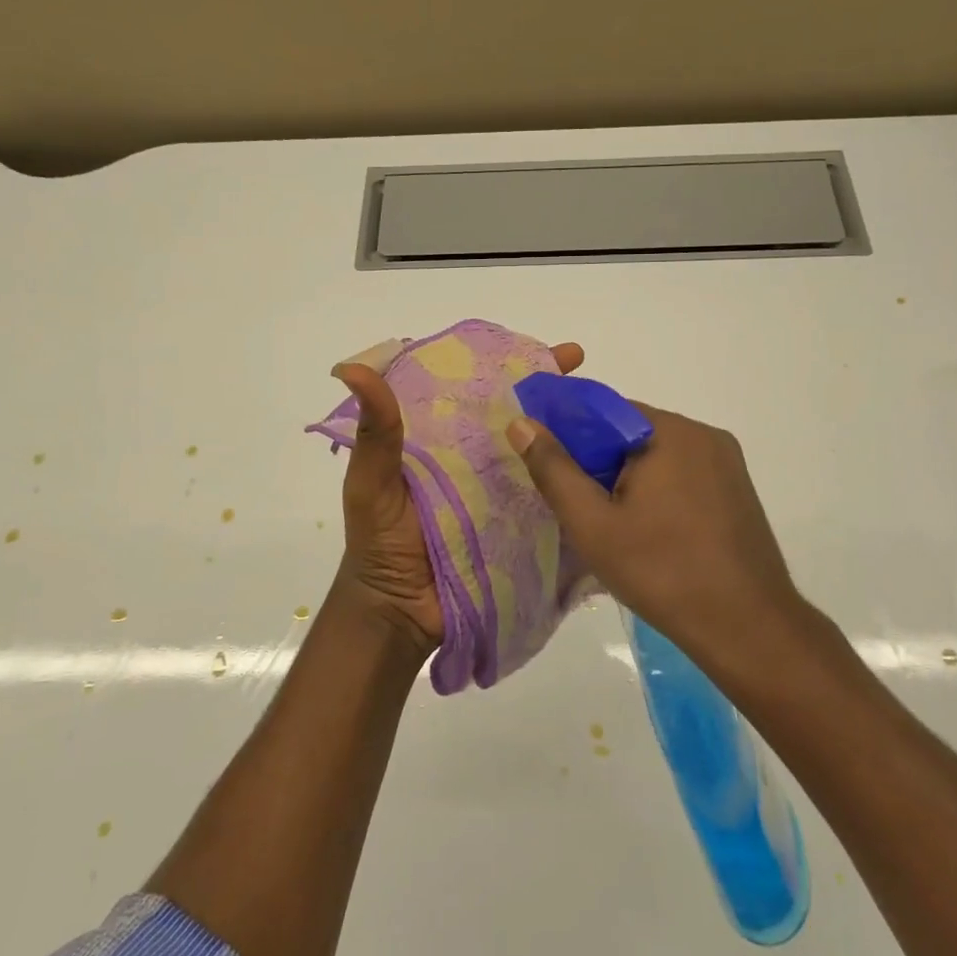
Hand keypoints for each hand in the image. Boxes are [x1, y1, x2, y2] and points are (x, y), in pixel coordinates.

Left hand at [332, 341, 585, 649]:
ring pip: (536, 448)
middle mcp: (474, 456)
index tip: (525, 343)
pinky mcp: (518, 523)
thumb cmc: (379, 541)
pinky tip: (603, 462)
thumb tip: (353, 369)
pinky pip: (548, 493)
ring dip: (566, 427)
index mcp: (439, 437)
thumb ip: (374, 433)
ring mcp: (501, 489)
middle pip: (514, 412)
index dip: (502, 362)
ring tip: (603, 408)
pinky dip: (571, 476)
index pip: (474, 387)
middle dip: (546, 387)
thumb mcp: (372, 483)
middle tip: (580, 363)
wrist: (399, 612)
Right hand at [506, 403, 800, 651]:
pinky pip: (684, 474)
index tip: (553, 472)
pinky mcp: (738, 490)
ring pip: (658, 456)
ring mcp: (727, 462)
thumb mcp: (593, 524)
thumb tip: (522, 423)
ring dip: (630, 480)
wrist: (747, 628)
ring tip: (614, 527)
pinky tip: (650, 532)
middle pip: (631, 433)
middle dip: (600, 463)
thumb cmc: (663, 572)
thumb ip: (554, 470)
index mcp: (669, 432)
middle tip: (582, 510)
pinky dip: (659, 492)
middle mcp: (703, 434)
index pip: (603, 410)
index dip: (571, 436)